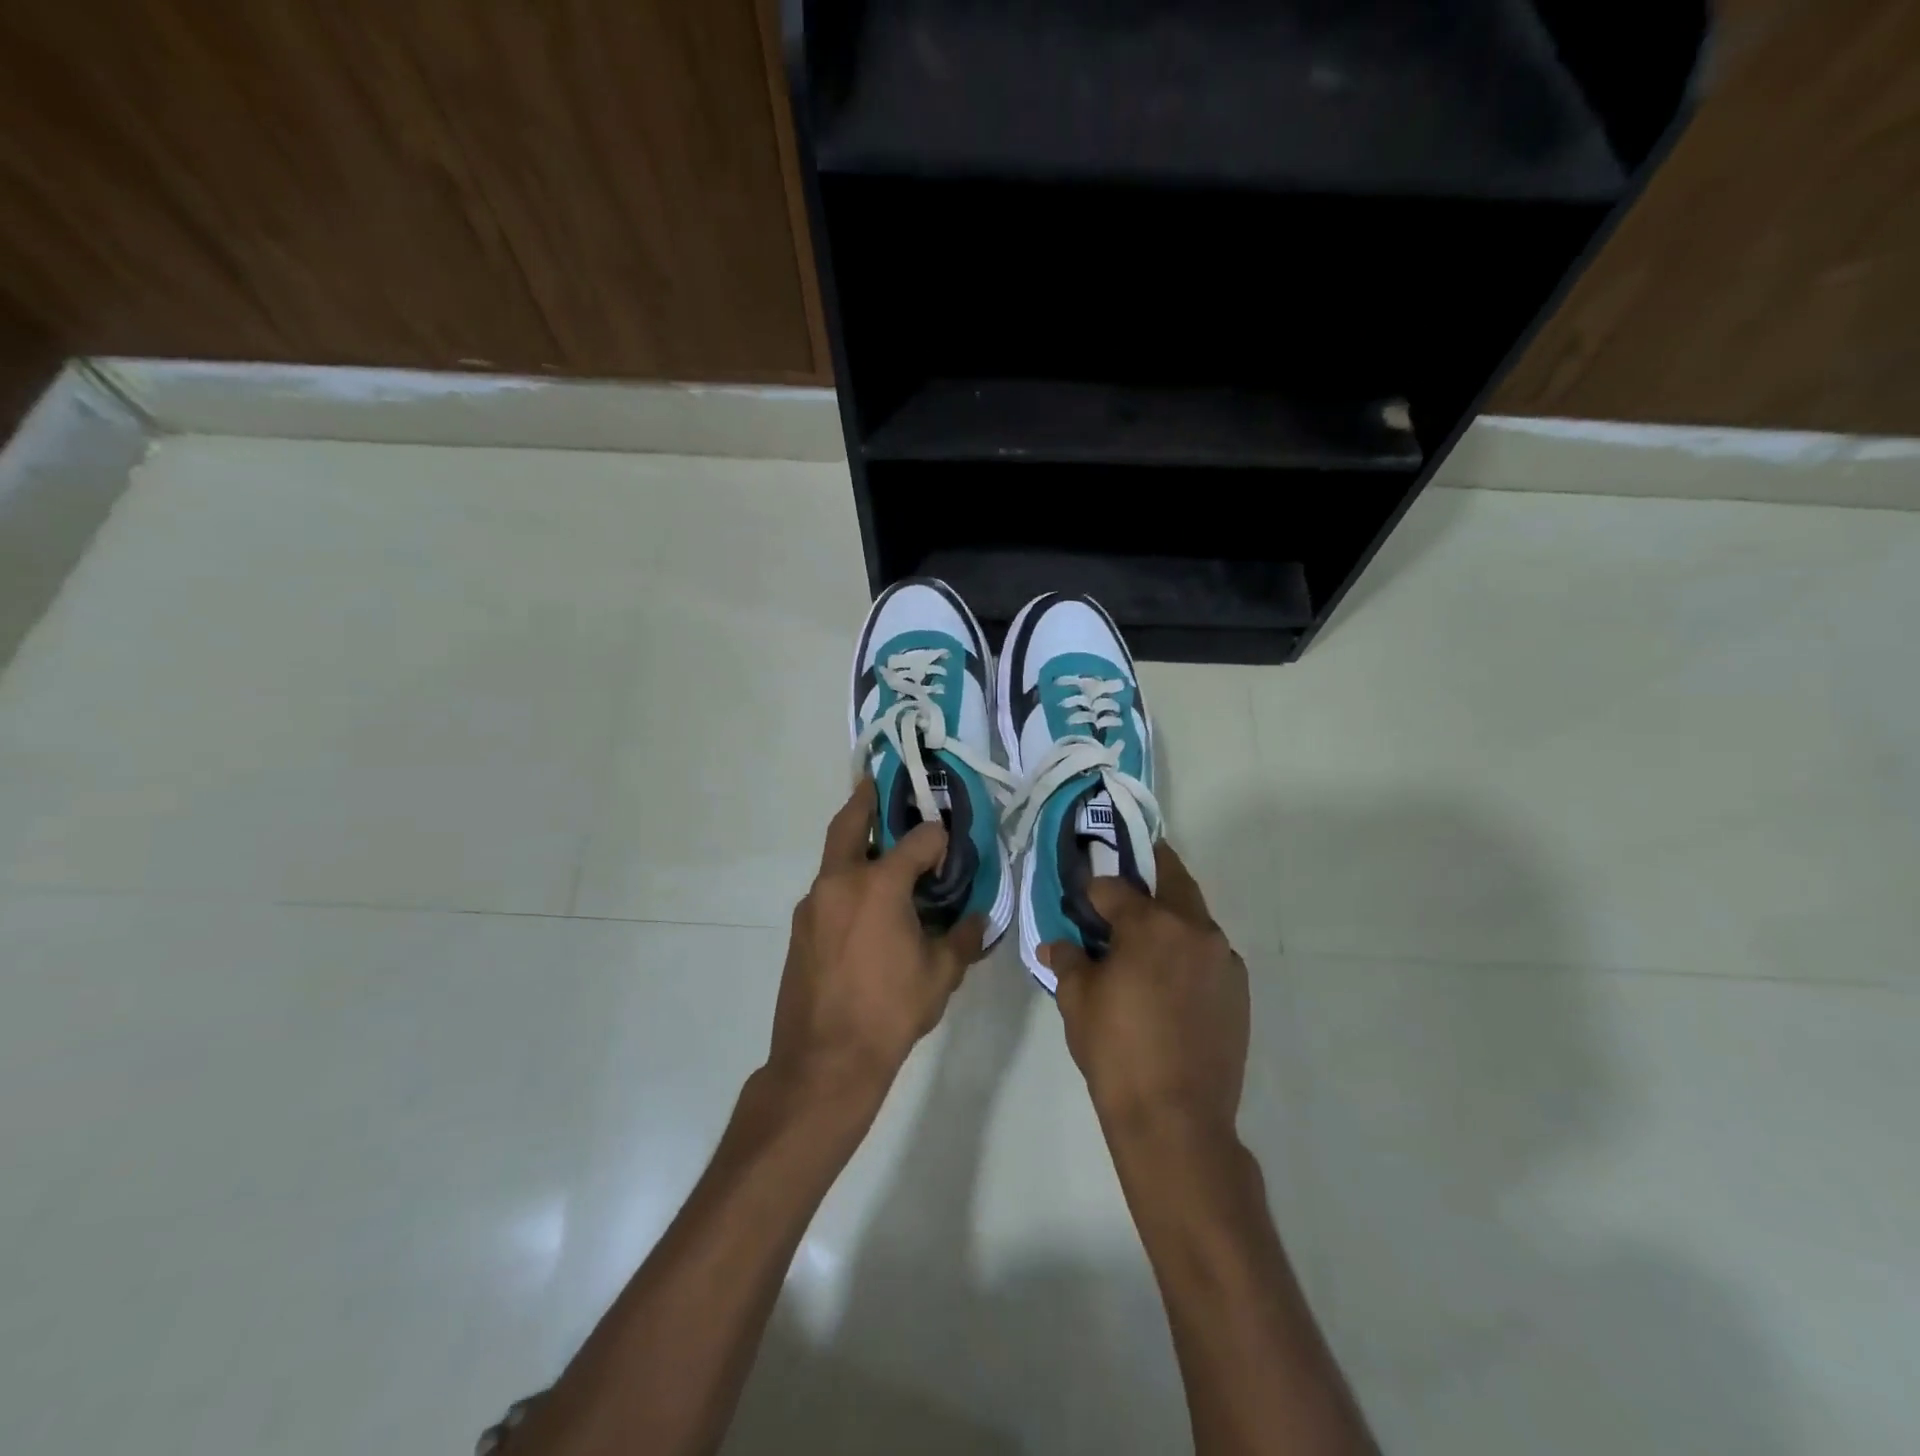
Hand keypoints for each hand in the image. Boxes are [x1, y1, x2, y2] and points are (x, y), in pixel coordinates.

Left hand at [767, 779, 987, 1108]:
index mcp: (879, 885)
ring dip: (856, 842)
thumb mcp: (940, 975)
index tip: (950, 846)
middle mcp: (841, 881)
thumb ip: (963, 939)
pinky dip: (847, 879)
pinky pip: (828, 888)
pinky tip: (866, 904)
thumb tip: (978, 919)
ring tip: (881, 847)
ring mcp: (814, 903)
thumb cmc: (890, 1012)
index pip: (918, 840)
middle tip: (877, 782)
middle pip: (851, 823)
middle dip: (866, 799)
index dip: (938, 838)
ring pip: (835, 856)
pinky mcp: (800, 927)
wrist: (824, 1060)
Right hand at [1042, 843, 1249, 1138]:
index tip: (1082, 899)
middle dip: (1149, 870)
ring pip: (1194, 916)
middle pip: (1172, 879)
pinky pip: (1209, 951)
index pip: (1114, 887)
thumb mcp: (1077, 1001)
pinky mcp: (1238, 988)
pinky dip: (1188, 948)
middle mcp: (1193, 929)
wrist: (1176, 1118)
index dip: (1093, 890)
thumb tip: (1057, 944)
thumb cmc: (1116, 1052)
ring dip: (1171, 913)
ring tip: (1146, 936)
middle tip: (1128, 875)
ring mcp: (1223, 958)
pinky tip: (1170, 977)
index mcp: (1150, 924)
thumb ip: (1068, 961)